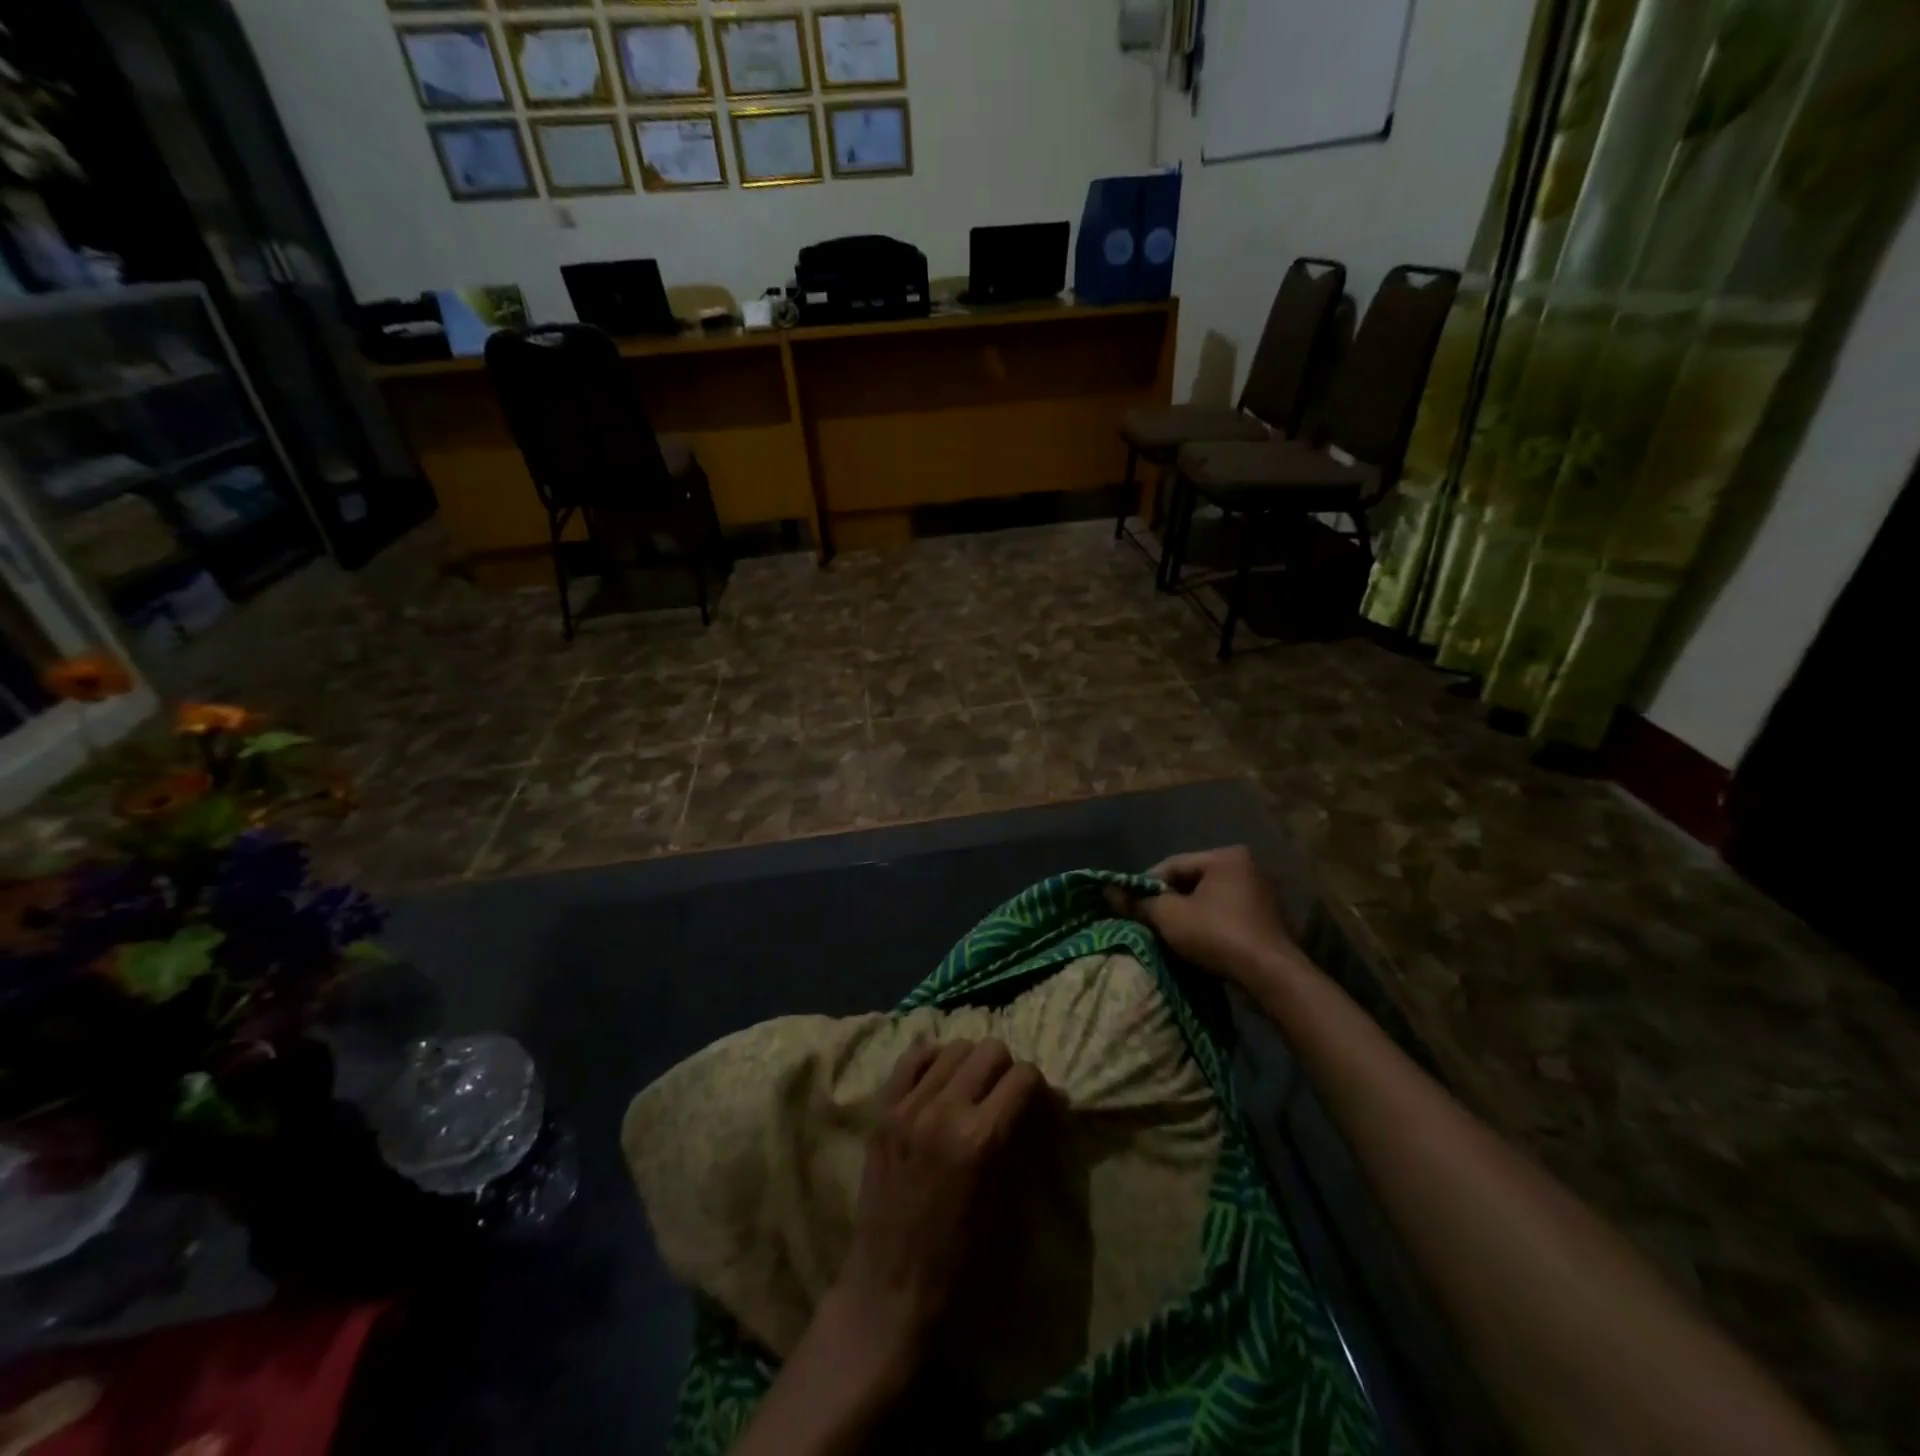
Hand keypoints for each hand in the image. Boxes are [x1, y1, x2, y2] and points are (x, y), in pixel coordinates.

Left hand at [830, 1039, 1046, 1384]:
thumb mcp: (1010, 1209)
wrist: (889, 1292)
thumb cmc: (961, 1266)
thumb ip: (1027, 1145)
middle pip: (991, 1050)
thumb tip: (1052, 1102)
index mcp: (982, 1139)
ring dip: (972, 1064)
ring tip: (973, 1092)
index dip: (1040, 1089)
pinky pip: (912, 1058)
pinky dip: (933, 1062)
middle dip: (1008, 1070)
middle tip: (1007, 1100)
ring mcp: (909, 1106)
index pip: (1024, 1077)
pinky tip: (940, 1084)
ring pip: (954, 1047)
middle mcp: (945, 1110)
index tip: (1040, 1107)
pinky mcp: (884, 1112)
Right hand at [1105, 846, 1307, 984]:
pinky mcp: (1266, 921)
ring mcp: (1260, 894)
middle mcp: (1247, 868)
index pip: (1173, 864)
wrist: (1269, 976)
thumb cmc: (1217, 934)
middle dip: (1167, 900)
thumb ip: (1138, 902)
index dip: (1145, 884)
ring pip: (1208, 900)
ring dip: (1186, 915)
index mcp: (1225, 856)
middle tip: (1146, 919)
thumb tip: (1108, 891)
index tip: (1128, 904)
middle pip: (1191, 881)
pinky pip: (1225, 916)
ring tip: (1166, 933)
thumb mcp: (1168, 916)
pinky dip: (1207, 926)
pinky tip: (1193, 943)